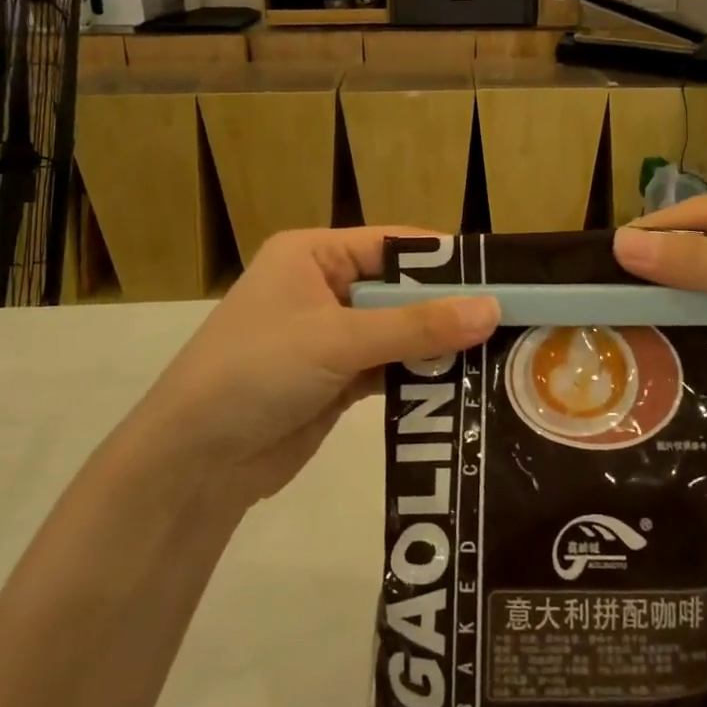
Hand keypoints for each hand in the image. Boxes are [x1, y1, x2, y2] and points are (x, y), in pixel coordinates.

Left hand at [143, 228, 498, 505]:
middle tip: (512, 320)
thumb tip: (492, 309)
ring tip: (499, 352)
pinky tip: (463, 383)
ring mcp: (332, 336)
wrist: (194, 462)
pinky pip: (391, 367)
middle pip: (401, 289)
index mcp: (313, 254)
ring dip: (438, 345)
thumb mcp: (338, 340)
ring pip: (400, 330)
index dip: (447, 260)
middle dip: (448, 307)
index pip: (394, 244)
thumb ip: (416, 326)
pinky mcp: (338, 379)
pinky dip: (421, 374)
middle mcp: (325, 287)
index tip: (503, 275)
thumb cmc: (257, 372)